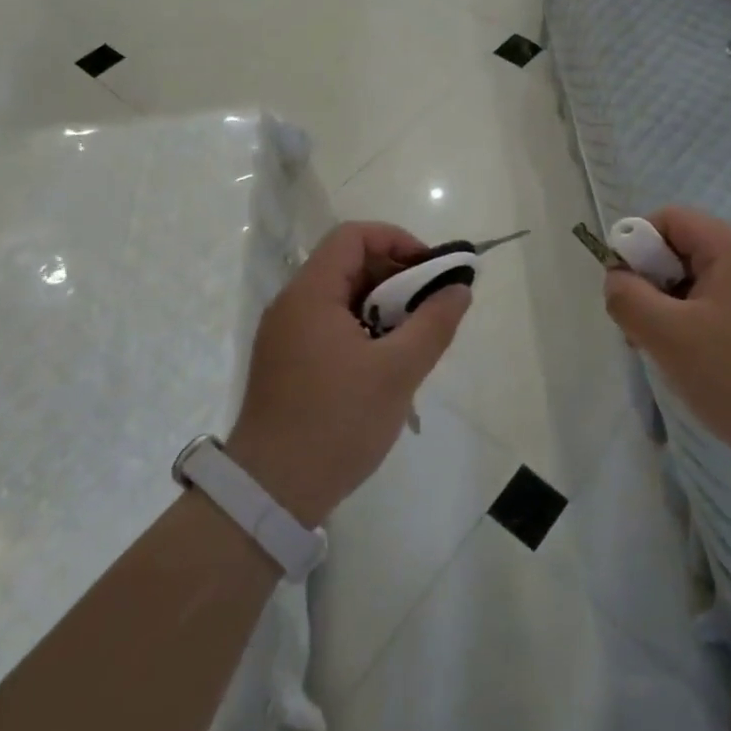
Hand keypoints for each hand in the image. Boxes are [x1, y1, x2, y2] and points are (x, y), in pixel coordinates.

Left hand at [227, 222, 470, 526]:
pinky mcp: (287, 363)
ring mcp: (285, 335)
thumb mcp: (397, 372)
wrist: (272, 493)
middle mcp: (292, 304)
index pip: (353, 236)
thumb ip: (434, 323)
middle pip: (347, 264)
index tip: (429, 271)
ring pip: (341, 297)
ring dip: (381, 306)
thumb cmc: (337, 422)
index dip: (396, 240)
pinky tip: (385, 362)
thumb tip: (459, 289)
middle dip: (395, 276)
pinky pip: (330, 325)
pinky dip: (363, 328)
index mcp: (310, 294)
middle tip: (429, 307)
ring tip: (412, 337)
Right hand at [602, 207, 730, 478]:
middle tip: (640, 328)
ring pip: (694, 288)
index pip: (669, 219)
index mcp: (730, 250)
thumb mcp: (666, 334)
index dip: (635, 243)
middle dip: (649, 284)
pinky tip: (691, 370)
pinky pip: (715, 315)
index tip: (623, 289)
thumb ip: (627, 298)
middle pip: (681, 252)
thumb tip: (616, 280)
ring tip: (663, 355)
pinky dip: (692, 333)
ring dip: (667, 313)